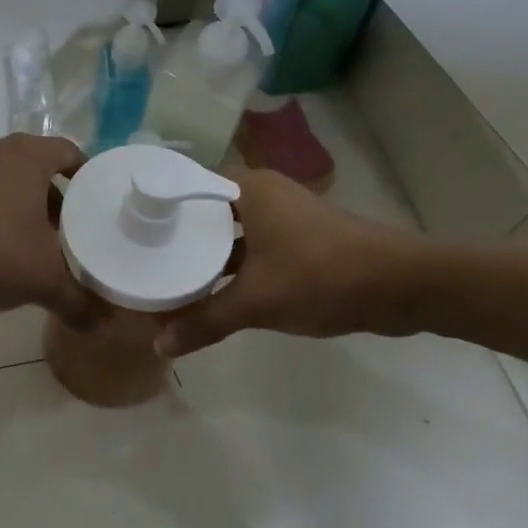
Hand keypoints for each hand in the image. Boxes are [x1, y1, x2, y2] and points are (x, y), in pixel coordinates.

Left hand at [0, 135, 103, 328]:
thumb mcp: (42, 280)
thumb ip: (78, 301)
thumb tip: (106, 324)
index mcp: (27, 156)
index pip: (70, 152)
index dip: (88, 176)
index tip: (98, 205)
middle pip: (40, 170)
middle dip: (58, 202)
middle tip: (73, 235)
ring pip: (10, 185)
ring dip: (26, 212)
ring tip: (41, 250)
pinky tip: (3, 255)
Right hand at [156, 169, 419, 356]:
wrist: (401, 285)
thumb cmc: (321, 275)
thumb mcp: (256, 301)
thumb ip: (205, 321)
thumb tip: (158, 345)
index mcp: (246, 188)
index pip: (186, 182)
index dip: (157, 201)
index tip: (125, 222)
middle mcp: (261, 194)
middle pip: (205, 208)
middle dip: (177, 232)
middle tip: (139, 253)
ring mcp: (282, 217)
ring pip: (229, 230)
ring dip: (205, 253)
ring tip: (166, 274)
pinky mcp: (298, 240)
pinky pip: (251, 246)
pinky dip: (231, 265)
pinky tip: (210, 289)